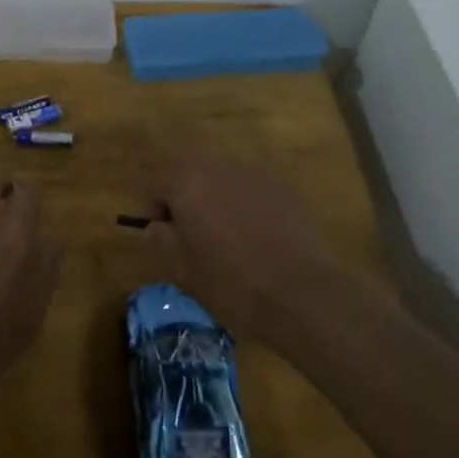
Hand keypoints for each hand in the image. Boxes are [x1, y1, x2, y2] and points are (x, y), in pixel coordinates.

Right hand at [143, 144, 380, 347]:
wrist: (302, 292)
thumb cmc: (231, 281)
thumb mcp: (182, 268)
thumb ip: (161, 239)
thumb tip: (156, 226)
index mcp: (188, 180)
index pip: (158, 185)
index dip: (156, 212)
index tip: (164, 238)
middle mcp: (221, 165)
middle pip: (193, 177)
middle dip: (189, 202)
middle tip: (195, 238)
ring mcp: (257, 174)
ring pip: (225, 184)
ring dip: (220, 204)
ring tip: (230, 241)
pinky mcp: (286, 188)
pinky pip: (254, 194)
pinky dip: (249, 209)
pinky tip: (260, 241)